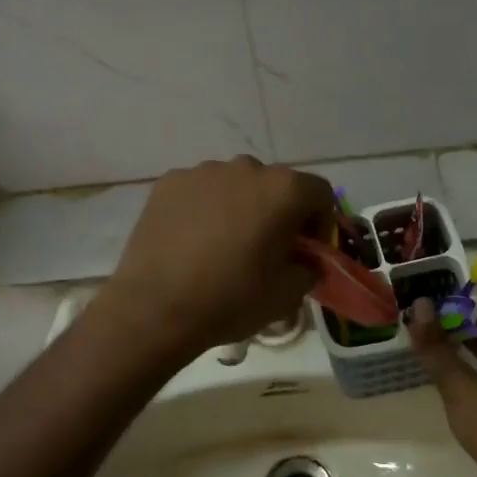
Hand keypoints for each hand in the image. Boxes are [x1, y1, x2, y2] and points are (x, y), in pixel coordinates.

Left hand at [102, 156, 335, 357]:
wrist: (155, 308)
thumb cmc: (231, 299)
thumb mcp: (288, 294)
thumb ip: (310, 268)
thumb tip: (305, 260)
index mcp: (283, 190)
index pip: (320, 193)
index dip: (321, 222)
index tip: (308, 251)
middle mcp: (245, 168)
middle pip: (276, 185)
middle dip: (279, 212)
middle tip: (268, 248)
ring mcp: (202, 172)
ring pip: (235, 185)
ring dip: (241, 207)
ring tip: (225, 245)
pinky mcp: (168, 183)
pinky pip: (200, 191)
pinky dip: (205, 209)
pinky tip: (193, 242)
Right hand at [409, 303, 476, 476]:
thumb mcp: (460, 384)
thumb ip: (438, 348)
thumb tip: (421, 305)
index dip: (464, 312)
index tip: (435, 308)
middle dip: (461, 336)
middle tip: (427, 331)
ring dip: (463, 363)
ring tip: (432, 360)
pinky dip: (466, 389)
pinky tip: (448, 398)